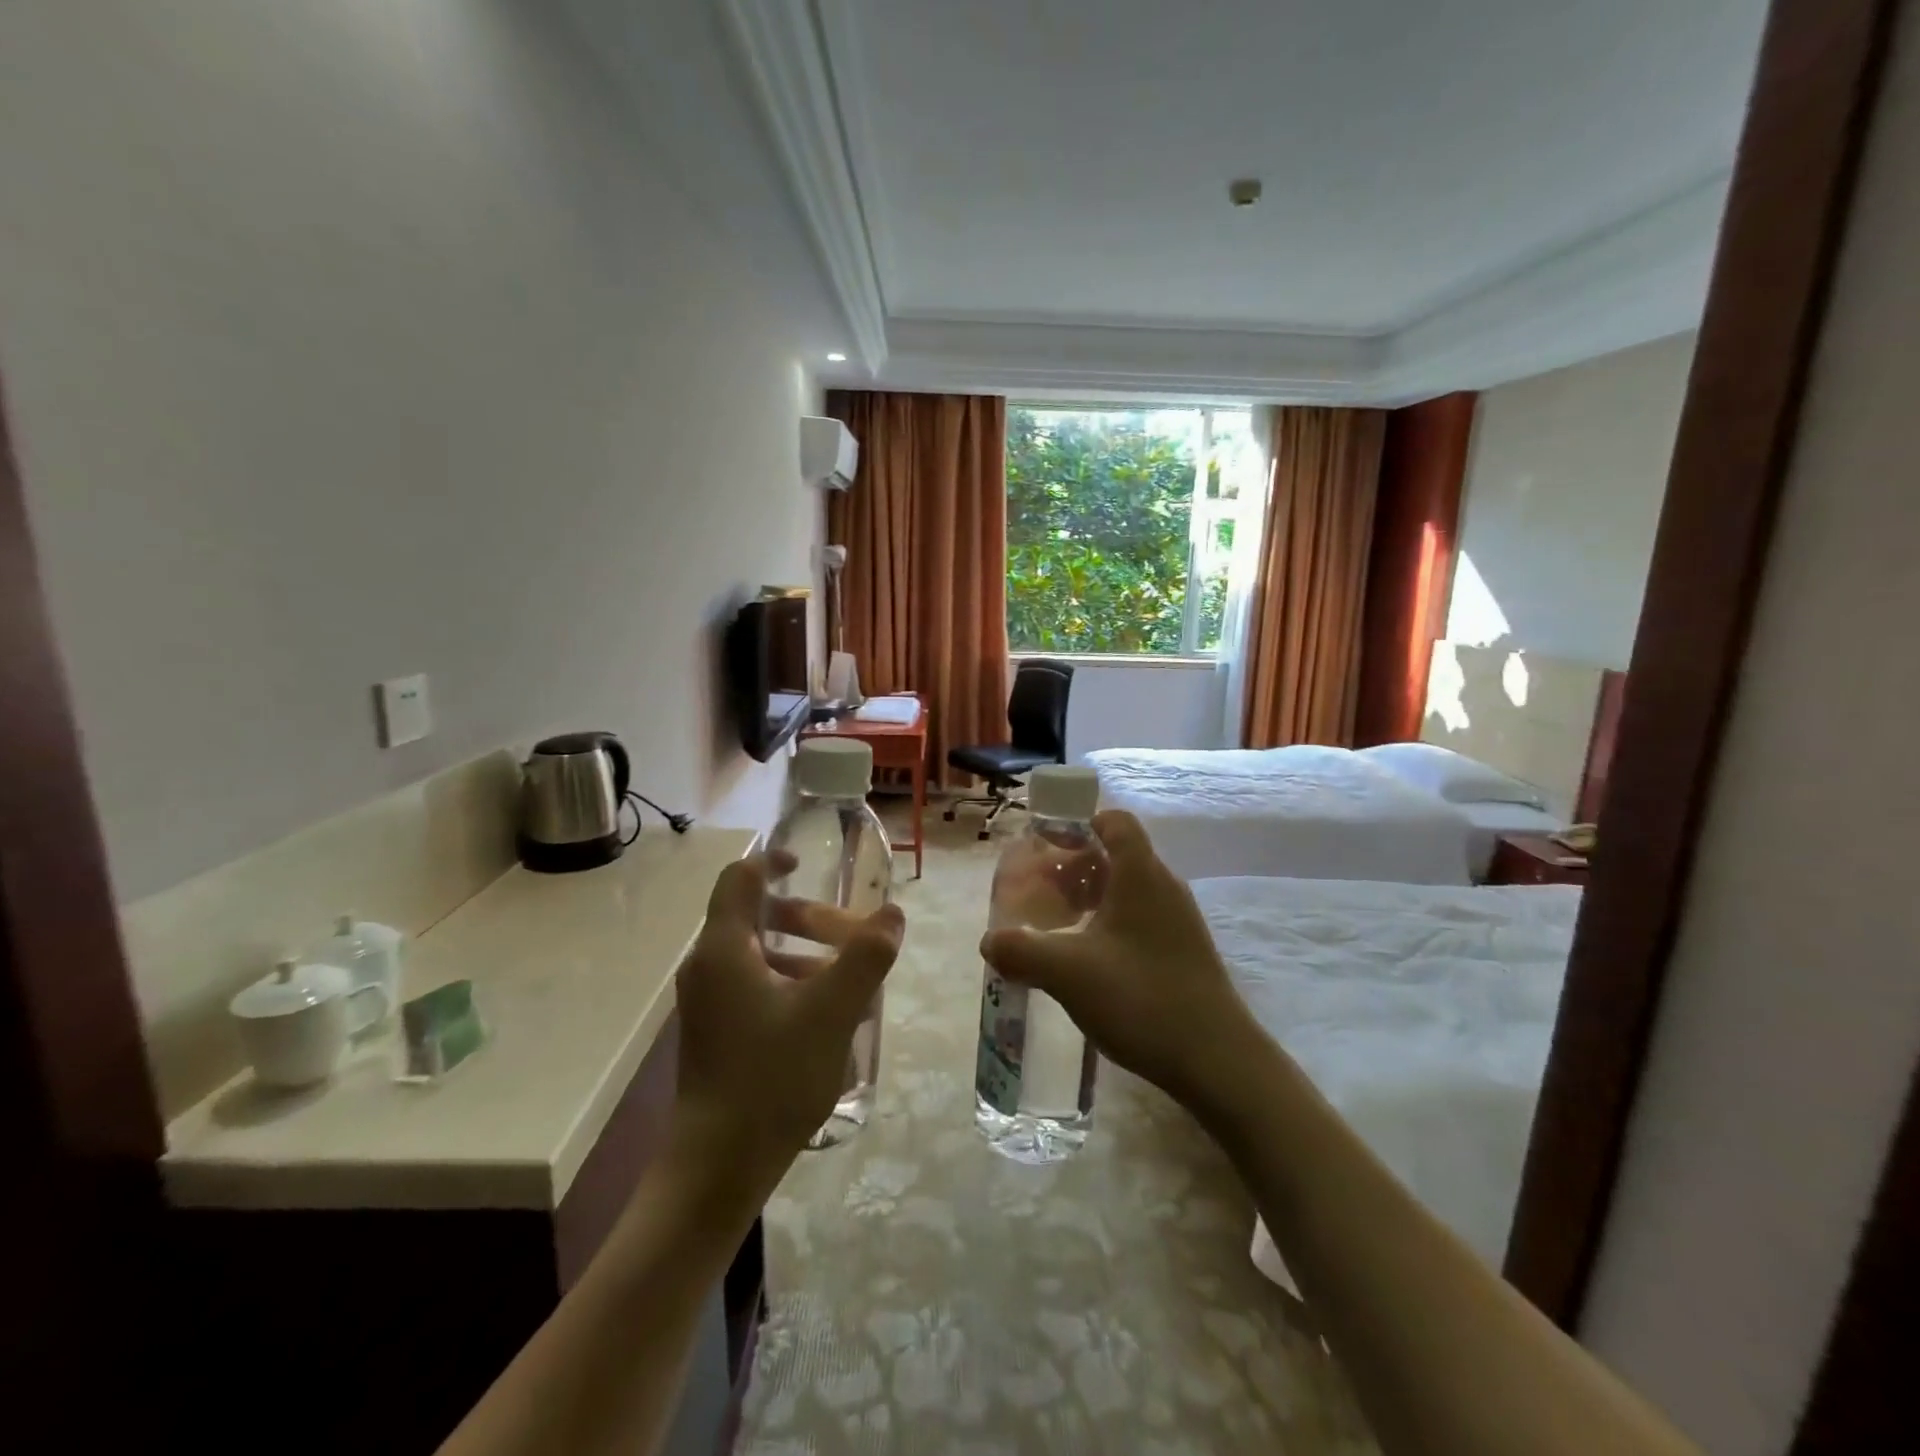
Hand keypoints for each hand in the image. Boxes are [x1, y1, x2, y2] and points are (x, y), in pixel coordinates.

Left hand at [673, 853, 903, 1187]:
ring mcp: (708, 1004)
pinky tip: (827, 1020)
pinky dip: (790, 985)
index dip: (771, 861)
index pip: (739, 878)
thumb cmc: (772, 1077)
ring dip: (803, 954)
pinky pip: (754, 988)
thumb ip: (865, 957)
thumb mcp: (831, 1012)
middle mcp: (707, 968)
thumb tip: (893, 913)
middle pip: (754, 917)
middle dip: (805, 917)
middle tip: (850, 936)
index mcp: (724, 949)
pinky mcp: (715, 1034)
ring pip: (757, 956)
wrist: (718, 1167)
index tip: (807, 865)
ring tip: (849, 981)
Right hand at [980, 810, 1258, 1109]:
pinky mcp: (1183, 952)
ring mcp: (1178, 921)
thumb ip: (1020, 950)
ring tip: (1056, 927)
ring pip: (1126, 890)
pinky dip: (1108, 924)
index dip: (1077, 824)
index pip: (1113, 821)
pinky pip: (1138, 919)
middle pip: (1115, 855)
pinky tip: (1087, 961)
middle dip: (1073, 866)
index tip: (1045, 847)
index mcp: (1140, 873)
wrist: (1218, 1061)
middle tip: (1039, 893)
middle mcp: (1163, 887)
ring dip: (1089, 898)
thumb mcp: (1067, 972)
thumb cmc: (1141, 998)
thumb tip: (990, 941)